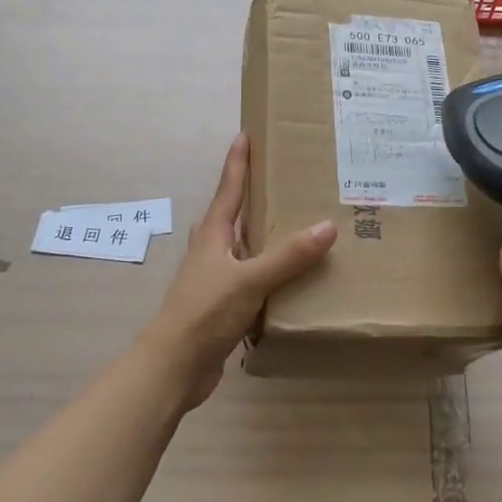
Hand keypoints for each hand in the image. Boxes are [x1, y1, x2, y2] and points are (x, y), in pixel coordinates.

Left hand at [142, 134, 336, 409]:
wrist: (174, 366)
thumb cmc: (205, 312)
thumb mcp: (250, 280)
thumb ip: (288, 256)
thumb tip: (327, 227)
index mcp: (213, 235)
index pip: (228, 189)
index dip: (237, 162)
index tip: (245, 134)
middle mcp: (213, 250)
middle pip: (234, 213)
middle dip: (254, 194)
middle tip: (283, 177)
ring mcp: (216, 278)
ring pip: (245, 246)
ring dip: (265, 234)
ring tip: (296, 222)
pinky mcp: (223, 304)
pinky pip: (253, 276)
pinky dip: (271, 269)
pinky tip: (293, 275)